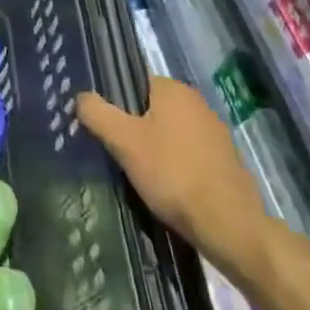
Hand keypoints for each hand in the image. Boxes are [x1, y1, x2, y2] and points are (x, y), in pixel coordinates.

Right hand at [78, 77, 271, 283]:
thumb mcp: (123, 142)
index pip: (135, 83)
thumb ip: (98, 113)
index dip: (118, 104)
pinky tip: (170, 190)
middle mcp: (197, 102)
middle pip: (154, 109)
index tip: (108, 129)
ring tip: (143, 175)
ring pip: (173, 133)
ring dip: (159, 148)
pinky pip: (192, 155)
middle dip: (137, 128)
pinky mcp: (228, 162)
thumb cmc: (172, 174)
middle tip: (120, 153)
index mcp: (173, 89)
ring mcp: (216, 132)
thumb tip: (80, 97)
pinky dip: (179, 167)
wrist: (229, 225)